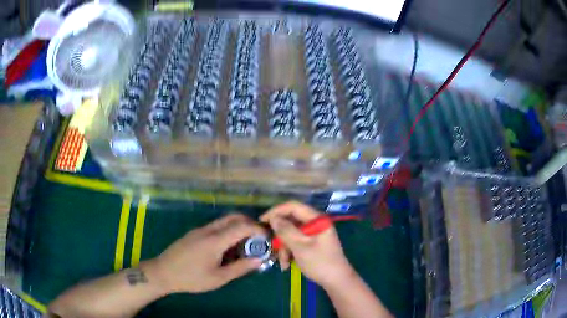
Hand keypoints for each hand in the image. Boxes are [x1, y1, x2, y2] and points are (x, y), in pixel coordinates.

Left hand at [146, 214, 264, 293]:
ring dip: (238, 227)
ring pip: (224, 221)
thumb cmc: (191, 278)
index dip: (258, 229)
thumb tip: (259, 259)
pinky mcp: (195, 233)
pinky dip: (228, 231)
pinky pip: (216, 227)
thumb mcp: (218, 278)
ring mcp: (200, 230)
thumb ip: (240, 267)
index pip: (242, 226)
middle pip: (233, 217)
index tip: (267, 238)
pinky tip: (227, 249)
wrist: (163, 272)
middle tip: (258, 239)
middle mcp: (208, 229)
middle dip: (250, 224)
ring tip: (244, 246)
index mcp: (215, 240)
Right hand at [260, 201, 355, 288]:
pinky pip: (296, 242)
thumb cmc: (320, 263)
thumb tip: (273, 218)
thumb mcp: (300, 247)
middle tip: (273, 248)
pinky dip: (290, 252)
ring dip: (284, 248)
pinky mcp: (312, 244)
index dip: (276, 211)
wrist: (336, 281)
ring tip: (283, 263)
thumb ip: (286, 231)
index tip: (262, 221)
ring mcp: (314, 234)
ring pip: (291, 234)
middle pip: (291, 222)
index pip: (293, 207)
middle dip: (280, 237)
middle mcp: (316, 223)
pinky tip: (287, 264)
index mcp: (317, 219)